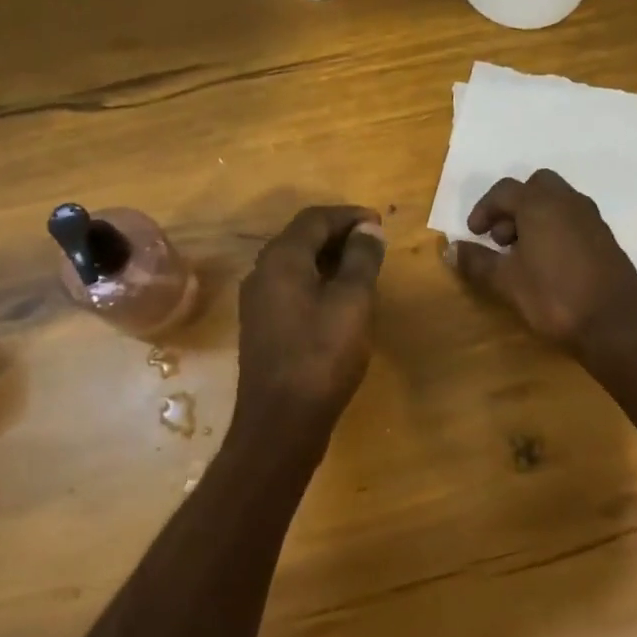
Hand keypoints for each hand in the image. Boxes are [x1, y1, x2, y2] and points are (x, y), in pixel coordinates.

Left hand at [234, 205, 385, 431]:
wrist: (280, 421)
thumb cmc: (321, 356)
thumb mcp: (352, 302)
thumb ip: (361, 260)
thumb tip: (368, 228)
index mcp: (281, 259)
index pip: (314, 219)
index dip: (348, 215)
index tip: (378, 222)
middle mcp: (262, 272)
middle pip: (301, 237)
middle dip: (338, 234)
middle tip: (373, 242)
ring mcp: (257, 300)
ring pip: (295, 263)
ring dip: (327, 257)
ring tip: (362, 267)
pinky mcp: (261, 325)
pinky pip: (290, 286)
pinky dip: (316, 280)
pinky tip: (339, 297)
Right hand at [449, 170, 636, 363]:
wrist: (615, 325)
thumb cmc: (554, 297)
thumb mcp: (506, 282)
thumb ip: (477, 261)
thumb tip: (451, 249)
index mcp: (541, 205)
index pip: (504, 191)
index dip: (483, 209)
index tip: (474, 234)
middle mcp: (569, 202)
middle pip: (535, 187)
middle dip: (513, 207)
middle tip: (501, 238)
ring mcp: (592, 219)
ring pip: (557, 202)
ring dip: (534, 217)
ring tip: (522, 253)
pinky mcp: (606, 238)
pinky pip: (574, 219)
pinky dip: (555, 229)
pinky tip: (549, 263)